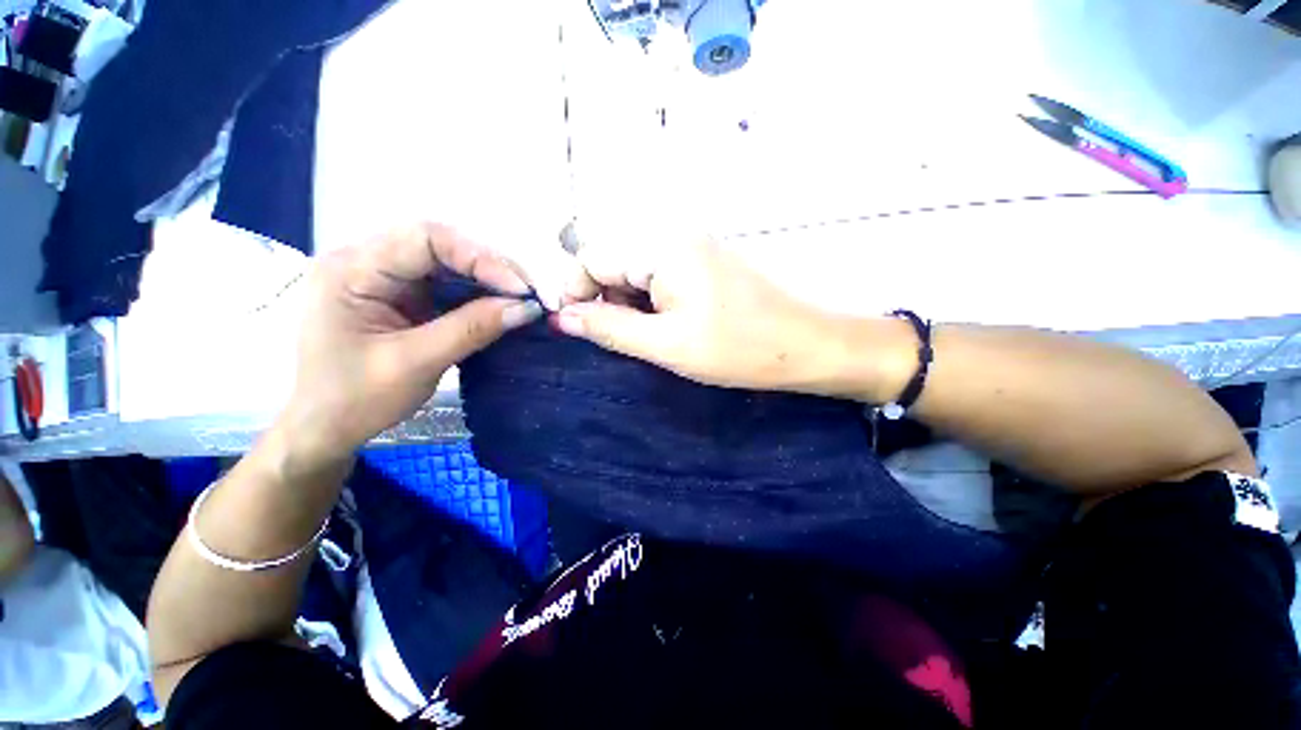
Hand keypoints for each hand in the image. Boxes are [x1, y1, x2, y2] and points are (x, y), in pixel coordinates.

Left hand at [281, 224, 542, 460]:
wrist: (326, 427)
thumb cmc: (356, 400)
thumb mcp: (416, 363)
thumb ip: (472, 329)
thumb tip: (527, 308)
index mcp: (352, 270)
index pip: (425, 239)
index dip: (480, 258)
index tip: (520, 290)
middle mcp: (367, 261)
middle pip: (441, 245)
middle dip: (491, 267)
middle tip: (530, 294)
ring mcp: (386, 277)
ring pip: (449, 263)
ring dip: (490, 280)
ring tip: (523, 300)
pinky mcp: (402, 295)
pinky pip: (447, 284)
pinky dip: (479, 295)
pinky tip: (501, 307)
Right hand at [554, 239, 906, 396]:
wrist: (805, 344)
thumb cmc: (737, 348)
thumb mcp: (665, 345)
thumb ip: (610, 328)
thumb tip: (563, 318)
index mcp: (662, 247)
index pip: (593, 257)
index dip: (577, 292)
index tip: (577, 329)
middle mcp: (673, 236)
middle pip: (614, 260)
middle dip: (605, 299)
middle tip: (619, 339)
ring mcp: (692, 247)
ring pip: (636, 270)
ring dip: (628, 303)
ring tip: (646, 336)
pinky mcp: (703, 262)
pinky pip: (659, 275)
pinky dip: (649, 301)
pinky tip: (664, 325)